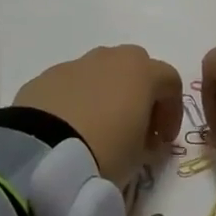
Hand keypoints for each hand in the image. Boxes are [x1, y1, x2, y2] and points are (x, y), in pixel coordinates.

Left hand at [14, 45, 182, 183]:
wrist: (43, 154)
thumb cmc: (105, 152)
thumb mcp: (139, 157)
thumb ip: (147, 142)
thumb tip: (141, 139)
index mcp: (139, 71)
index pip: (170, 80)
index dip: (172, 111)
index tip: (163, 141)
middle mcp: (108, 58)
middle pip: (134, 66)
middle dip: (139, 93)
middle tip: (134, 128)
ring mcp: (74, 65)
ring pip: (99, 72)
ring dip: (105, 94)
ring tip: (98, 130)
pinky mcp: (45, 78)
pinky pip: (70, 85)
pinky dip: (76, 101)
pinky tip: (68, 130)